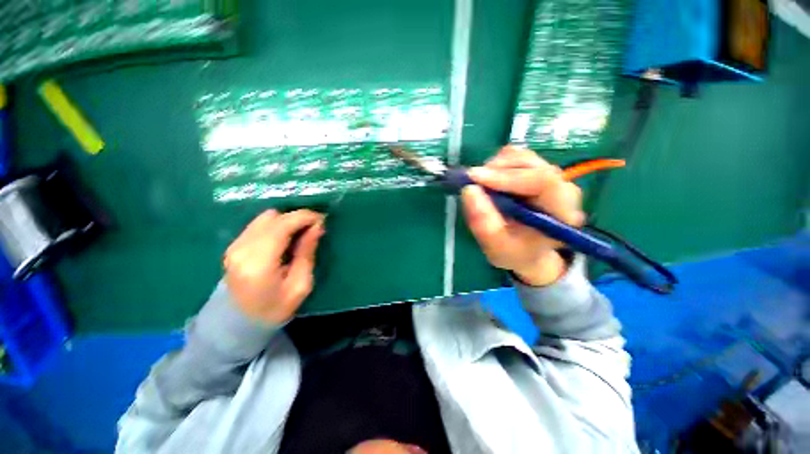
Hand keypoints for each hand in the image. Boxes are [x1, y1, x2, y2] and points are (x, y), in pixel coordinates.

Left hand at [224, 209, 324, 323]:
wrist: (241, 322)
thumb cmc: (276, 307)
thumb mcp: (301, 284)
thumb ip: (307, 253)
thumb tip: (317, 226)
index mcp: (259, 264)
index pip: (282, 226)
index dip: (304, 217)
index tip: (322, 219)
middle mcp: (241, 250)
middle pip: (273, 217)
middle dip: (297, 218)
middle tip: (314, 227)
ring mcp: (234, 246)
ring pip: (265, 217)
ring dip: (286, 220)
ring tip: (301, 232)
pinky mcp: (233, 245)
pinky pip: (259, 224)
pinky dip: (276, 225)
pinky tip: (286, 237)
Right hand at [461, 146, 584, 285]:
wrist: (527, 252)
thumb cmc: (514, 252)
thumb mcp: (495, 246)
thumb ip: (483, 222)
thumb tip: (469, 189)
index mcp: (561, 213)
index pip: (542, 181)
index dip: (507, 177)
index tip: (475, 179)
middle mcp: (562, 190)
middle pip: (531, 164)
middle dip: (497, 170)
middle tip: (473, 182)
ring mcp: (551, 178)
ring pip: (523, 157)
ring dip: (496, 167)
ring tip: (481, 185)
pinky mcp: (538, 172)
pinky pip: (517, 157)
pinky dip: (498, 166)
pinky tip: (490, 182)